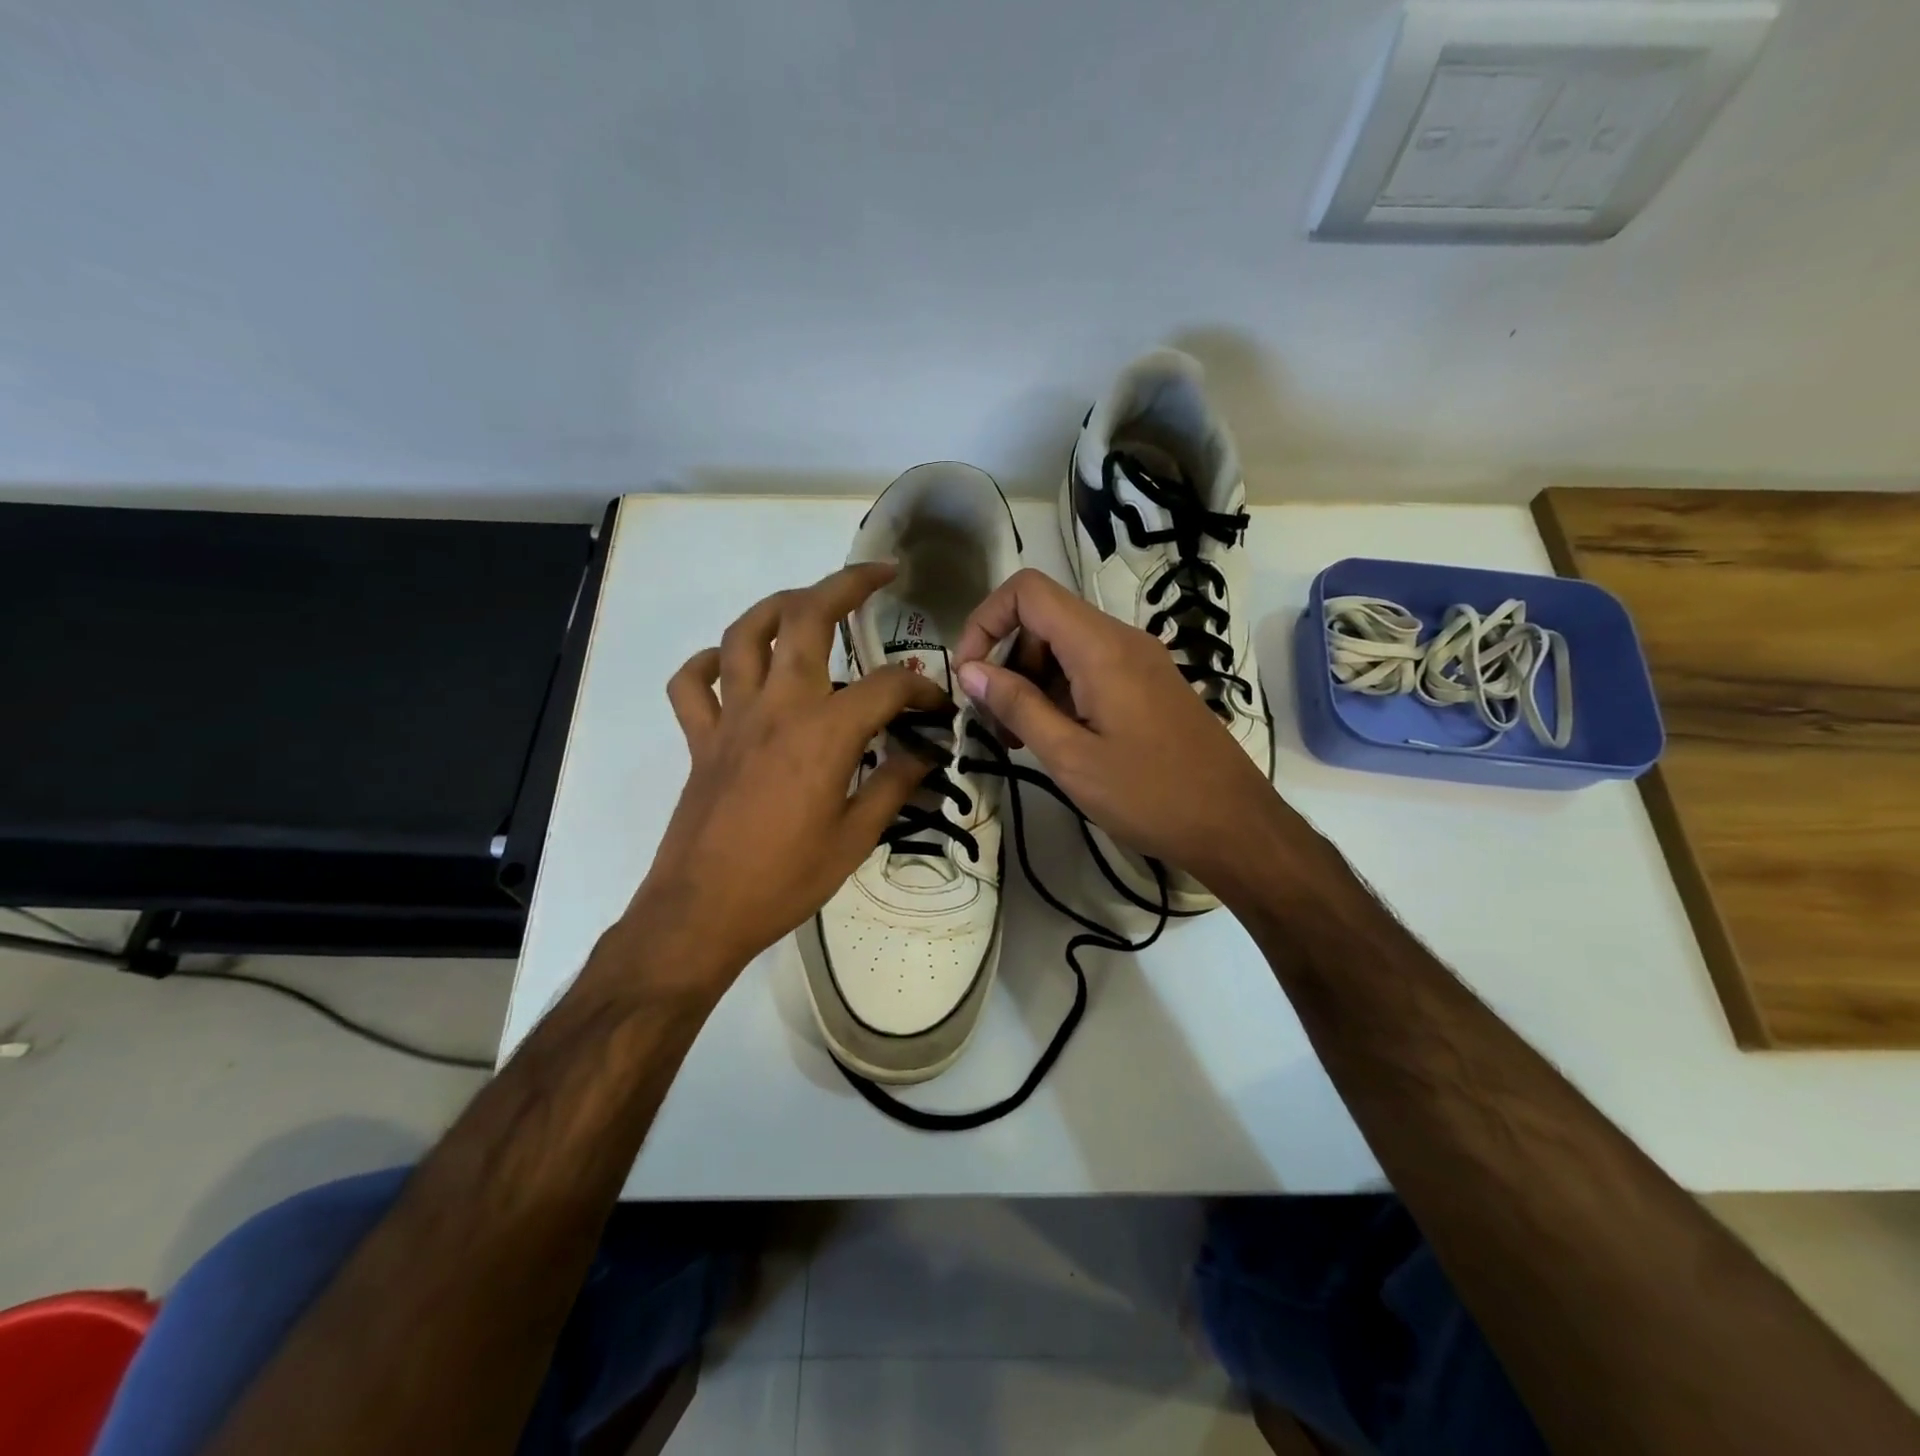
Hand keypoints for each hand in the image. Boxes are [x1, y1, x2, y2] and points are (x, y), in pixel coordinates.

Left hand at [619, 563, 946, 995]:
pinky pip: (692, 684)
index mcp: (824, 733)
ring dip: (778, 606)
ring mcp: (732, 718)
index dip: (922, 688)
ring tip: (807, 601)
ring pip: (744, 635)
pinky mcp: (701, 739)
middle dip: (846, 585)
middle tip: (879, 574)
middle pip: (806, 620)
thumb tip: (924, 754)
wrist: (702, 913)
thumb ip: (894, 785)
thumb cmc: (785, 880)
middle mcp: (777, 707)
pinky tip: (730, 665)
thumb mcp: (856, 837)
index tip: (938, 706)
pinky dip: (708, 663)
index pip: (887, 685)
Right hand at [953, 568, 1282, 887]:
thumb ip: (1017, 706)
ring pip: (1064, 647)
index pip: (1027, 592)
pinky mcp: (1148, 685)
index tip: (969, 674)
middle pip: (1043, 620)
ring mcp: (1139, 661)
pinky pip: (1090, 669)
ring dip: (1030, 682)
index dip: (985, 620)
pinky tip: (1055, 740)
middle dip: (1006, 661)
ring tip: (1019, 740)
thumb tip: (970, 670)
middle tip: (993, 722)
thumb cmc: (1149, 794)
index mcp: (1100, 647)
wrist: (1234, 824)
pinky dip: (1059, 693)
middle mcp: (1121, 639)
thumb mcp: (1070, 756)